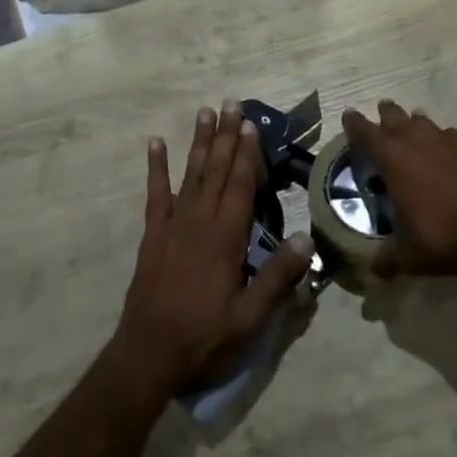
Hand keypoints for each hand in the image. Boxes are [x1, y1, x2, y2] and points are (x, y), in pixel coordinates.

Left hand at [111, 103, 312, 393]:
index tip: (250, 124)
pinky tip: (156, 144)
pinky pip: (155, 195)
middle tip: (230, 103)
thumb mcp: (250, 317)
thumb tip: (307, 238)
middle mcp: (198, 222)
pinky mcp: (153, 236)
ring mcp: (172, 226)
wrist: (148, 353)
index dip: (246, 154)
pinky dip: (156, 168)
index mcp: (225, 239)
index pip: (239, 186)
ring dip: (198, 143)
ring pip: (189, 175)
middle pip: (215, 171)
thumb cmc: (204, 337)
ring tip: (204, 112)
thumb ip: (278, 277)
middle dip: (225, 137)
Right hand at [341, 101, 456, 278]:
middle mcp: (417, 141)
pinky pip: (449, 135)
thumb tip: (374, 272)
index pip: (366, 132)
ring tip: (410, 131)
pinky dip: (441, 139)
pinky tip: (444, 153)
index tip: (347, 116)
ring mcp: (448, 141)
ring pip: (424, 121)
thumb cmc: (447, 235)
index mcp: (394, 159)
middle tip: (379, 117)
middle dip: (384, 115)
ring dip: (413, 123)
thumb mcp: (410, 256)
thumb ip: (388, 261)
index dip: (354, 124)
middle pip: (395, 116)